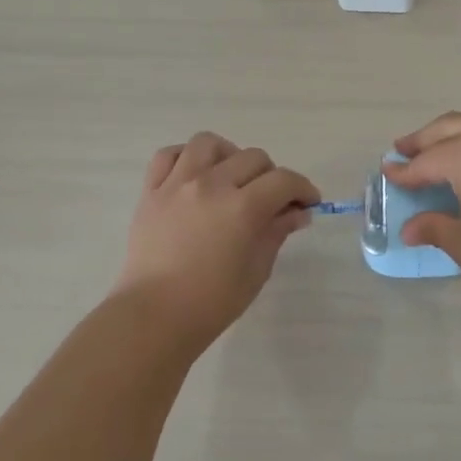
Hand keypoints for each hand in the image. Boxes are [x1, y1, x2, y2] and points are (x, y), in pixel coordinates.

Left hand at [113, 132, 319, 348]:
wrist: (154, 316)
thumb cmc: (212, 302)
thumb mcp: (256, 269)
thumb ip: (276, 232)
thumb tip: (297, 212)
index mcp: (242, 208)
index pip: (284, 181)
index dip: (304, 189)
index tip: (309, 203)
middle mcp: (211, 185)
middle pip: (252, 157)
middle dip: (271, 176)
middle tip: (271, 201)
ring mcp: (177, 184)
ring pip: (209, 143)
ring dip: (228, 156)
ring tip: (230, 178)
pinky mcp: (151, 192)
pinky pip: (168, 155)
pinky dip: (185, 158)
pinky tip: (194, 176)